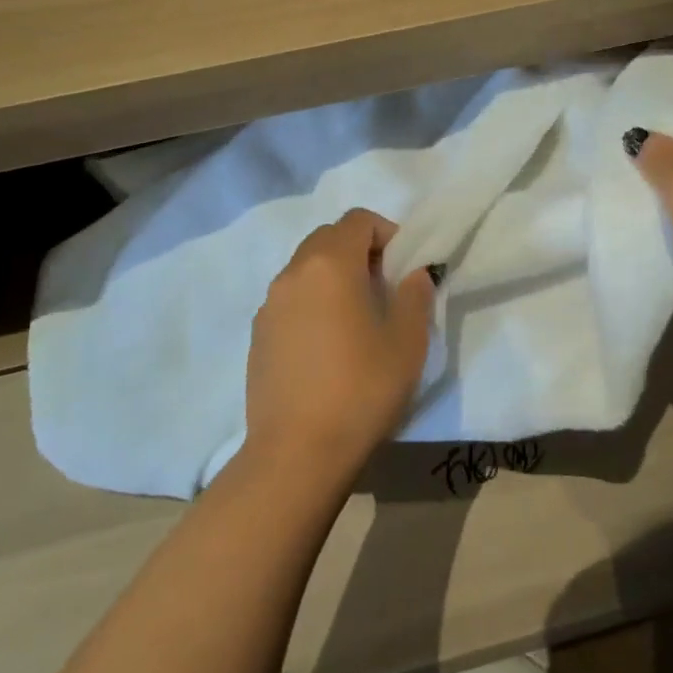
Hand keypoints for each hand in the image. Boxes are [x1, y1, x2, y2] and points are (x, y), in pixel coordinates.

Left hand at [243, 209, 435, 482]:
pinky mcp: (258, 334)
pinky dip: (312, 302)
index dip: (386, 233)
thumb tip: (412, 274)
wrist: (297, 452)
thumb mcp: (407, 341)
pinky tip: (327, 345)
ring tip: (356, 318)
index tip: (403, 267)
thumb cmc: (362, 388)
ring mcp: (269, 304)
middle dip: (358, 250)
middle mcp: (293, 273)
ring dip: (333, 276)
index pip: (358, 220)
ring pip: (305, 268)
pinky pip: (290, 299)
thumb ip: (414, 295)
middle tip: (383, 288)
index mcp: (330, 264)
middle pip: (328, 238)